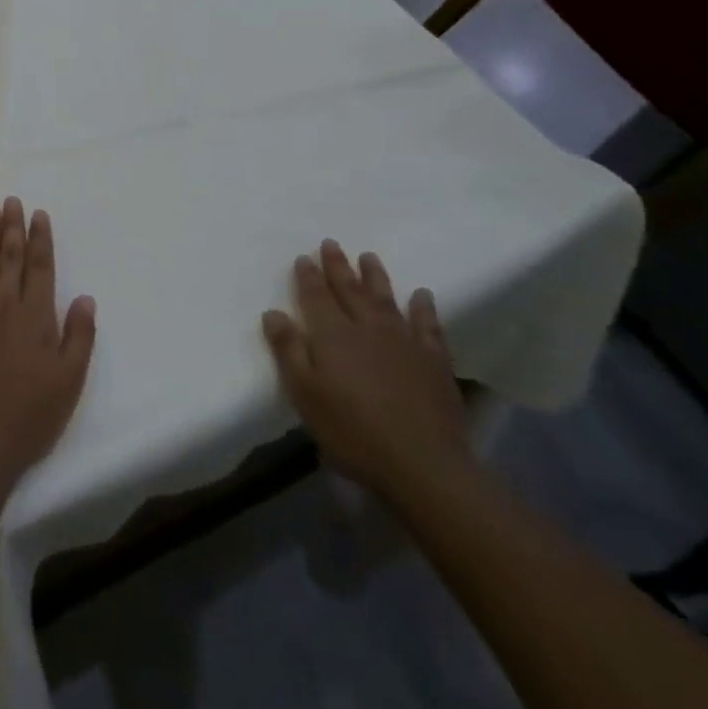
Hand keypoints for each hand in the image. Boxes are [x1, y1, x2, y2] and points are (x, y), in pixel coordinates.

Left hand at [0, 198, 96, 489]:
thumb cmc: (31, 415)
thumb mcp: (69, 381)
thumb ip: (79, 336)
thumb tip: (85, 298)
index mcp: (36, 316)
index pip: (40, 267)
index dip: (40, 239)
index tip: (39, 214)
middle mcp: (5, 306)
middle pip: (10, 258)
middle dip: (13, 227)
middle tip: (13, 201)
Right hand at [261, 240, 469, 499]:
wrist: (423, 464)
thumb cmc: (352, 431)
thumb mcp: (305, 394)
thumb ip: (289, 350)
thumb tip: (273, 312)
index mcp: (333, 335)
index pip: (316, 297)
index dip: (308, 277)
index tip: (304, 257)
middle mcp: (368, 329)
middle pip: (350, 290)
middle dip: (338, 267)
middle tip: (331, 244)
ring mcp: (405, 342)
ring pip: (386, 300)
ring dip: (376, 277)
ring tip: (369, 257)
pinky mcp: (434, 361)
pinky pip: (428, 326)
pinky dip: (424, 308)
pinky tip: (422, 295)